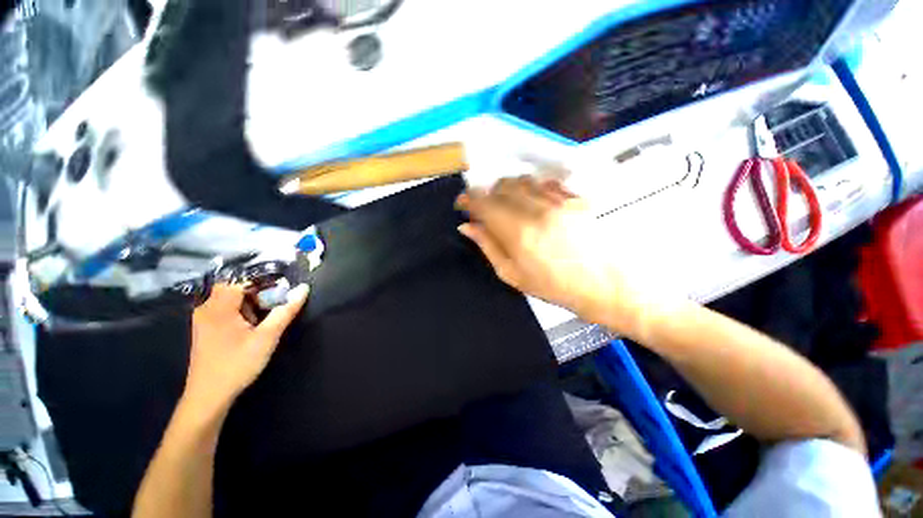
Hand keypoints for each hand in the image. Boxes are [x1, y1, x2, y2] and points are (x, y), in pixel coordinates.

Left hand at [184, 283, 308, 414]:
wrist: (209, 396)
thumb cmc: (237, 364)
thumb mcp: (267, 337)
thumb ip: (286, 311)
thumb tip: (303, 289)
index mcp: (218, 306)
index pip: (243, 280)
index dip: (265, 283)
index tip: (283, 292)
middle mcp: (206, 308)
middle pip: (236, 288)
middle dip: (258, 294)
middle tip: (274, 307)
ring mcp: (204, 319)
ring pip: (231, 299)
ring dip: (250, 304)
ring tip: (263, 321)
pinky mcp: (206, 329)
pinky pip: (225, 310)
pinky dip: (241, 313)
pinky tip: (250, 328)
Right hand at [456, 176, 649, 329]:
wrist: (607, 285)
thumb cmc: (555, 287)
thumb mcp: (513, 275)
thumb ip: (488, 246)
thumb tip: (467, 226)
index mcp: (517, 232)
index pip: (483, 203)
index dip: (468, 199)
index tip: (463, 204)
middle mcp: (537, 209)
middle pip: (502, 185)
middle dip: (487, 194)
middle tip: (486, 209)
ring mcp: (559, 200)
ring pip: (522, 180)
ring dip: (509, 189)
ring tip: (509, 205)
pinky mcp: (575, 197)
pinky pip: (545, 182)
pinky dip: (532, 188)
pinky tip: (533, 202)